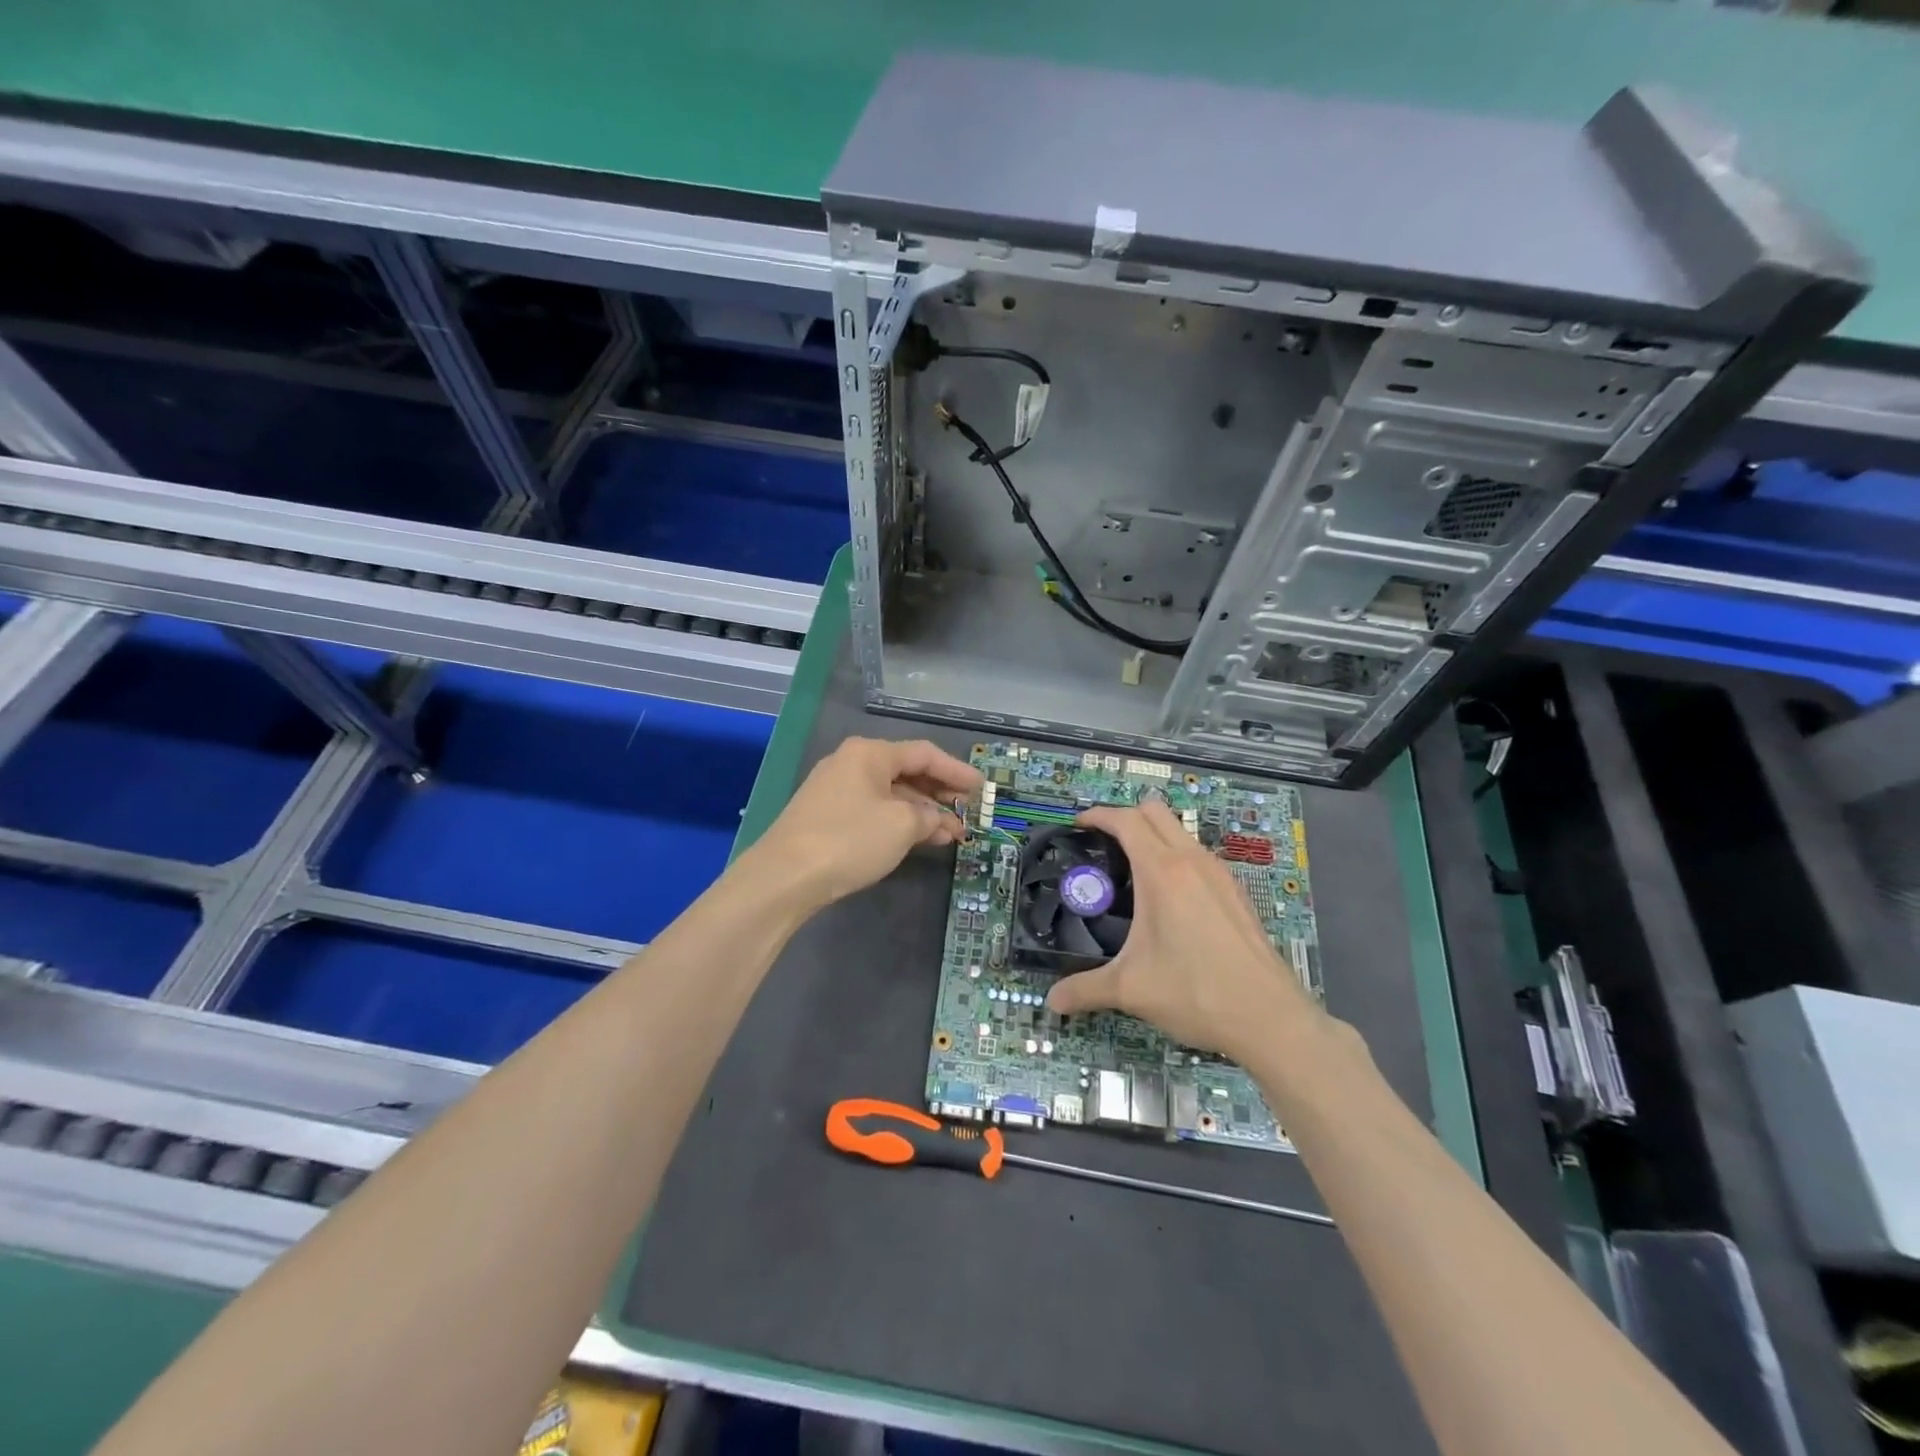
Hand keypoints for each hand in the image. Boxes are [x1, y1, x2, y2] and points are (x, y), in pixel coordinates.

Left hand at [748, 737, 982, 907]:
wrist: (784, 877)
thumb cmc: (849, 839)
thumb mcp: (901, 825)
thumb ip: (929, 817)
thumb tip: (938, 820)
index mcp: (869, 753)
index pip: (924, 753)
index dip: (957, 770)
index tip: (982, 788)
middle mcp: (851, 764)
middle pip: (907, 772)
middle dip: (940, 793)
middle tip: (968, 811)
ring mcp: (836, 790)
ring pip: (891, 795)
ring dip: (922, 812)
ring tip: (952, 833)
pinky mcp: (827, 817)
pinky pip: (874, 811)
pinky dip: (900, 822)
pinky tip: (920, 840)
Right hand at [1045, 800, 1320, 1060]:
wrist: (1269, 1018)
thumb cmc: (1195, 992)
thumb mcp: (1130, 990)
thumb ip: (1085, 990)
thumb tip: (1053, 1001)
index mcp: (1162, 872)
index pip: (1126, 821)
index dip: (1098, 815)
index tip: (1077, 825)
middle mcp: (1192, 861)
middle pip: (1155, 811)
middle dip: (1126, 816)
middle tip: (1103, 843)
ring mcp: (1220, 874)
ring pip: (1181, 831)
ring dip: (1154, 835)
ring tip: (1132, 870)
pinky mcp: (1236, 892)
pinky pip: (1199, 856)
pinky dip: (1177, 857)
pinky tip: (1170, 899)